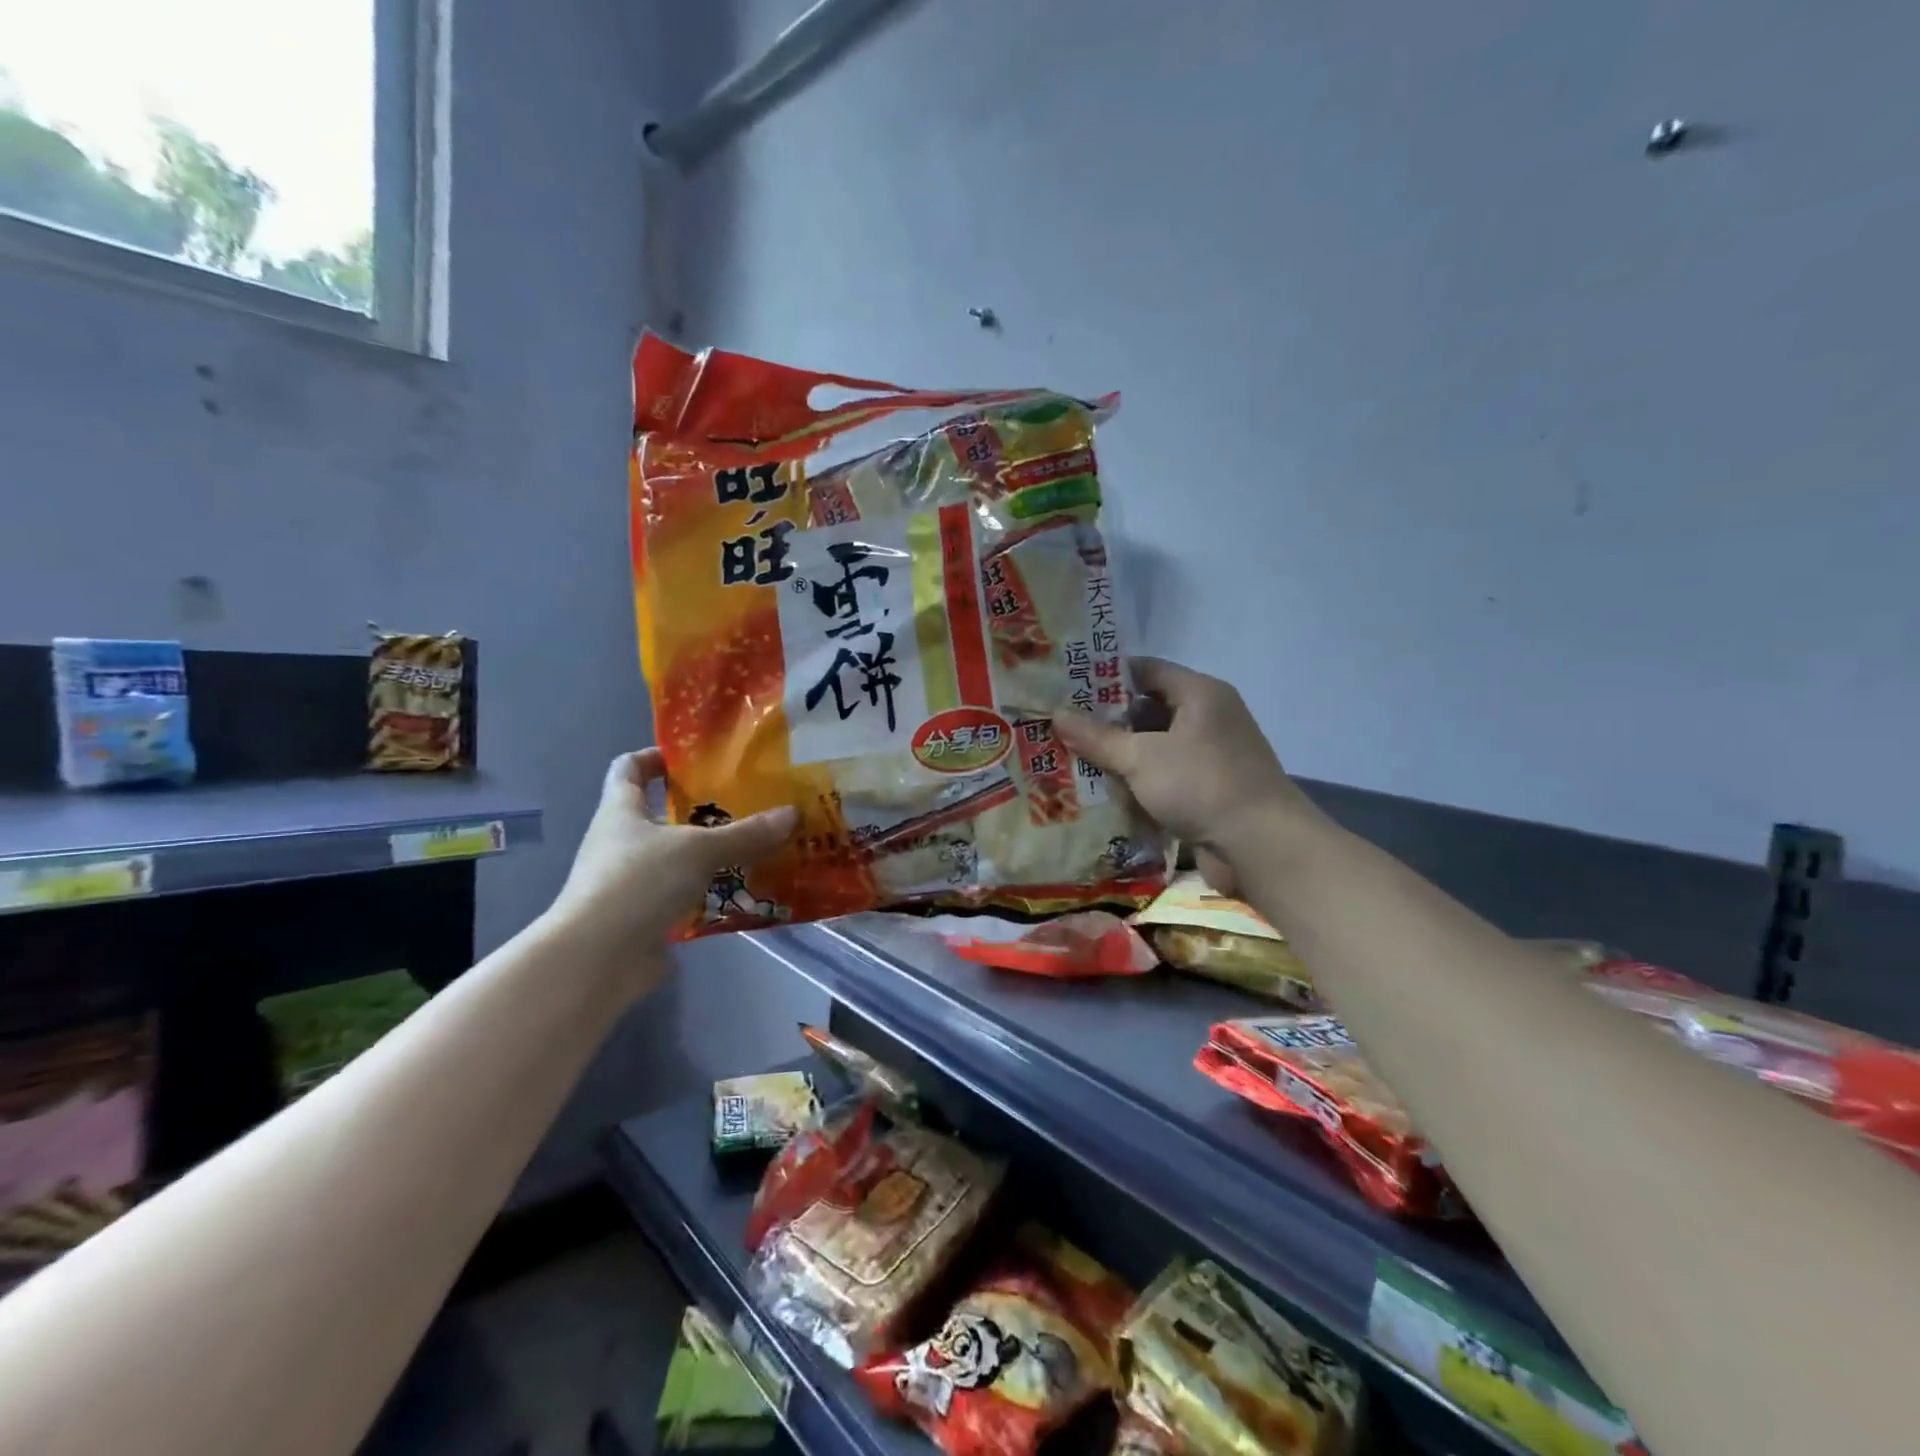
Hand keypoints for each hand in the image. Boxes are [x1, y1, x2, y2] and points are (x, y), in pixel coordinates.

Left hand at [548, 749, 794, 991]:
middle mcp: (619, 842)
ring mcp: (628, 882)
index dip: (655, 757)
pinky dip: (708, 891)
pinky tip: (743, 890)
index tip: (693, 756)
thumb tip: (793, 814)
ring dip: (708, 853)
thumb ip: (746, 833)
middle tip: (744, 802)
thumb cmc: (638, 882)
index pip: (628, 768)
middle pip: (658, 814)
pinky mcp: (642, 917)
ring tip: (754, 845)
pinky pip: (682, 894)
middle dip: (698, 808)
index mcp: (621, 811)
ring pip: (674, 856)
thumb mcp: (699, 849)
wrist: (597, 959)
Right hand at [1054, 658, 1307, 877]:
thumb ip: (1098, 737)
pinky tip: (1103, 791)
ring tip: (1073, 757)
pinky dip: (1138, 782)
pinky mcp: (1208, 789)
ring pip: (1155, 746)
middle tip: (1062, 725)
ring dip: (1120, 755)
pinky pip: (1165, 776)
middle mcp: (1209, 718)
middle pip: (1149, 709)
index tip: (1068, 686)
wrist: (1261, 846)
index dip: (1106, 675)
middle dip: (1107, 720)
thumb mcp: (1142, 758)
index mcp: (1200, 694)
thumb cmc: (1201, 785)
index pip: (1146, 670)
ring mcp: (1210, 755)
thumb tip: (1056, 715)